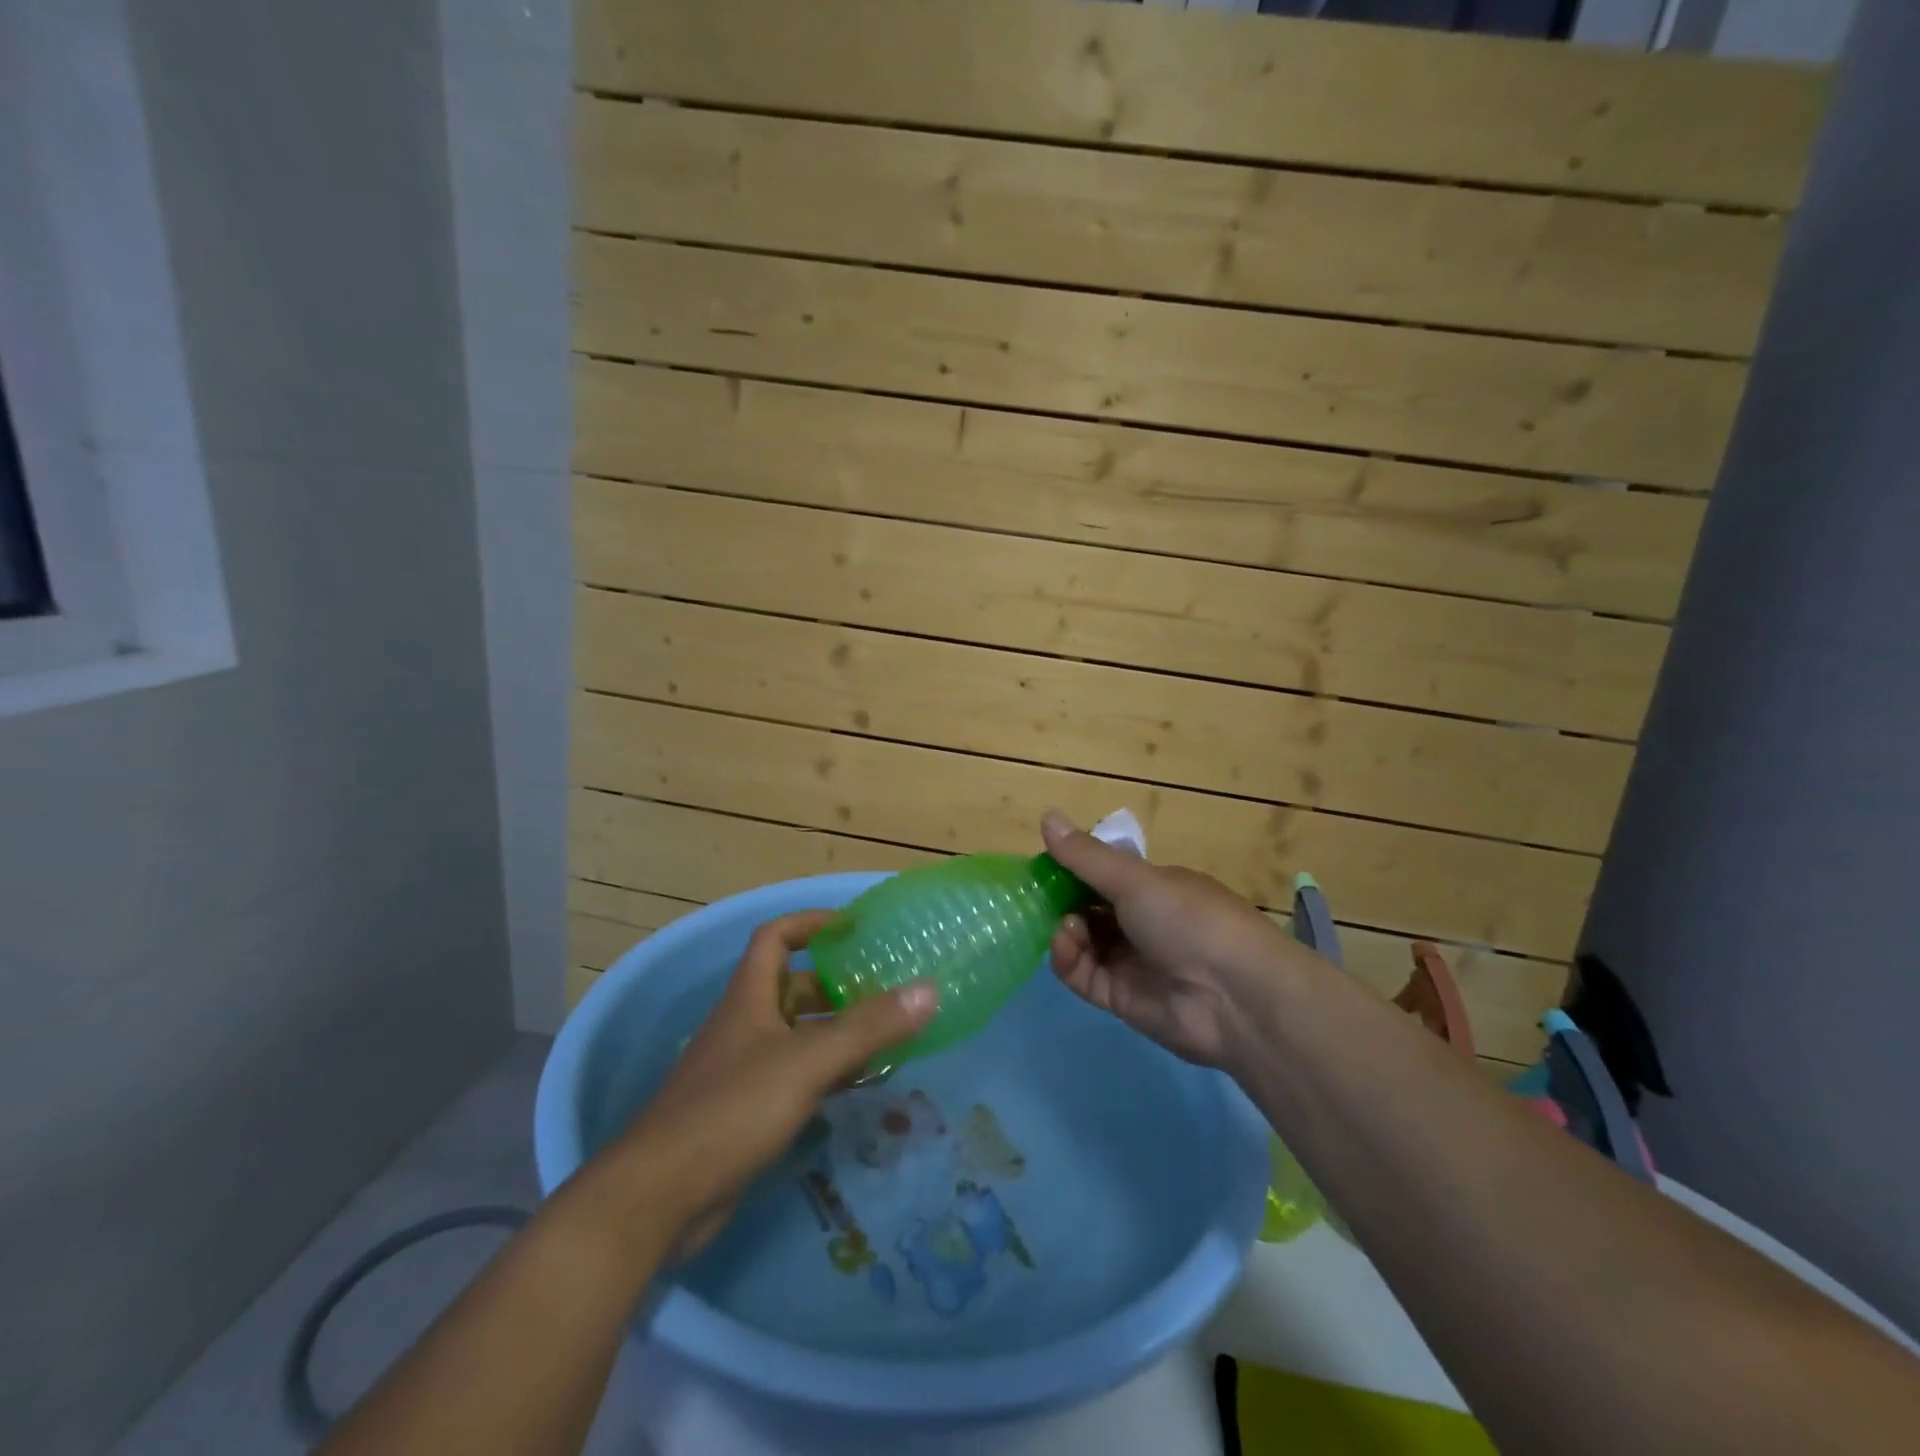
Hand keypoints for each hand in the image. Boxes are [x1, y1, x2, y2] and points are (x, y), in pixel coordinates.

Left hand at [616, 910, 936, 1254]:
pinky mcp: (744, 1112)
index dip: (811, 923)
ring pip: (796, 1035)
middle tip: (885, 989)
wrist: (658, 1198)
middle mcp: (743, 1025)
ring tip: (885, 1035)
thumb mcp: (807, 1061)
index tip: (853, 927)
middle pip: (792, 988)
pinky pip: (793, 1076)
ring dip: (835, 1031)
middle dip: (836, 985)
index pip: (776, 937)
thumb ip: (868, 1027)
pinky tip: (857, 1086)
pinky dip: (825, 1073)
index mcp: (749, 997)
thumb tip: (928, 989)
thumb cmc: (732, 1109)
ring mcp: (741, 1070)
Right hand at [1042, 811, 1319, 1069]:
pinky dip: (1069, 960)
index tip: (1044, 866)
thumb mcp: (1134, 879)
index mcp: (1154, 888)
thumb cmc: (1188, 919)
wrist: (1235, 996)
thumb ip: (1085, 856)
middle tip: (1039, 898)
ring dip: (1065, 930)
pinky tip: (1065, 946)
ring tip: (1066, 926)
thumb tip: (1046, 814)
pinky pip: (1084, 976)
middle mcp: (1143, 922)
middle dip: (1063, 902)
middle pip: (1090, 909)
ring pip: (1083, 942)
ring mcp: (1132, 962)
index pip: (1104, 875)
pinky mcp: (1121, 998)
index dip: (1073, 870)